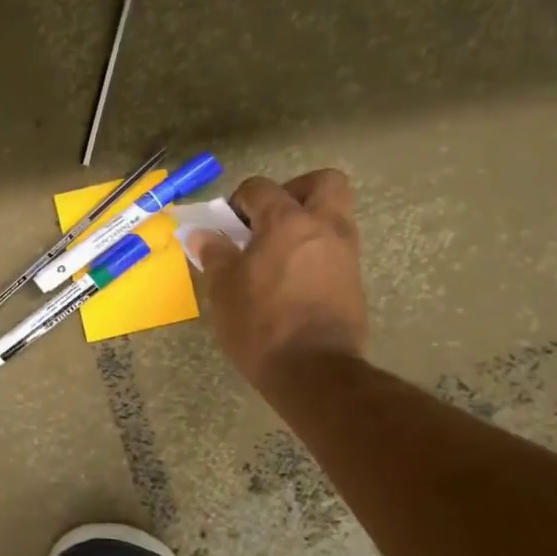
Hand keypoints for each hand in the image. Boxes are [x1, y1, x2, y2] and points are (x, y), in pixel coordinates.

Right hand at [194, 170, 367, 384]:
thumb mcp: (223, 289)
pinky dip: (315, 251)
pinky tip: (291, 279)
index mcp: (287, 222)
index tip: (226, 227)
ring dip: (307, 222)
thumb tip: (202, 234)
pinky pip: (335, 248)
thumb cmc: (260, 324)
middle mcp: (324, 228)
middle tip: (269, 219)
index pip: (261, 188)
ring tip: (276, 253)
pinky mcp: (354, 281)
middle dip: (294, 191)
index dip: (238, 201)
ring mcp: (345, 254)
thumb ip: (214, 253)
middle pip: (323, 183)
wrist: (314, 372)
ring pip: (334, 215)